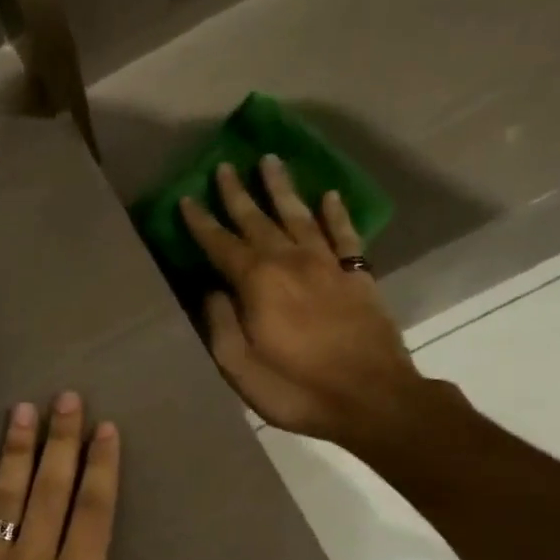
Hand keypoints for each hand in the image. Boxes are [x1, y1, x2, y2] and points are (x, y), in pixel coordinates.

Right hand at [179, 157, 425, 449]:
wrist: (373, 398)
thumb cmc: (297, 388)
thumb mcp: (240, 368)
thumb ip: (221, 325)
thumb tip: (212, 291)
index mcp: (257, 283)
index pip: (220, 244)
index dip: (201, 222)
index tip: (186, 199)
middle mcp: (290, 262)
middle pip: (258, 219)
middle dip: (238, 193)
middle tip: (225, 166)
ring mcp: (328, 265)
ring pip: (300, 215)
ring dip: (282, 189)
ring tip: (270, 161)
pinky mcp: (358, 275)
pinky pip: (344, 234)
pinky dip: (335, 213)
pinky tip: (328, 196)